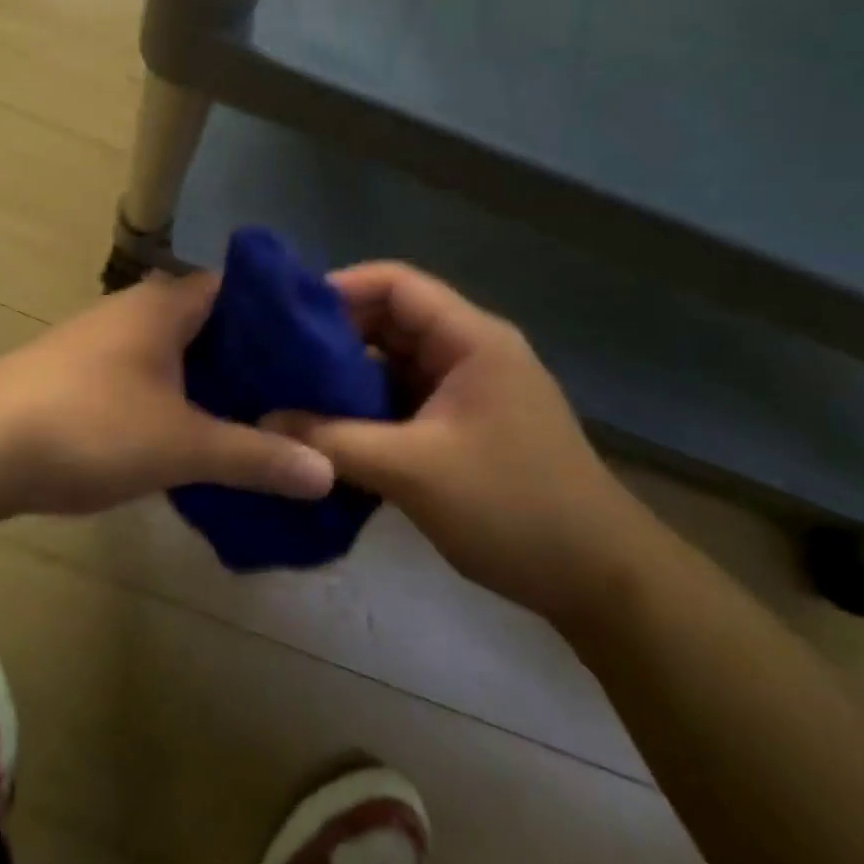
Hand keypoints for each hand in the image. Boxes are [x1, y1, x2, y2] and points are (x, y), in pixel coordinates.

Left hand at [0, 272, 336, 519]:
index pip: (241, 288)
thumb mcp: (183, 445)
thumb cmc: (91, 426)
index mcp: (166, 304)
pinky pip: (147, 377)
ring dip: (212, 382)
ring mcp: (102, 342)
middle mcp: (135, 310)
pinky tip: (193, 435)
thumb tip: (328, 471)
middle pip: (211, 323)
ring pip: (176, 353)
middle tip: (301, 394)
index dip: (283, 315)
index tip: (321, 349)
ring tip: (259, 418)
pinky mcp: (79, 375)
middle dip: (253, 357)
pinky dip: (176, 399)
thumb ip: (256, 456)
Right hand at [266, 262, 651, 621]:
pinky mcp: (464, 427)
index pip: (396, 284)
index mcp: (471, 339)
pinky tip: (327, 432)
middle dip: (334, 337)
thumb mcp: (413, 470)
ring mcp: (469, 390)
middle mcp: (470, 352)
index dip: (339, 288)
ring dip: (347, 378)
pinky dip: (367, 410)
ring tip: (290, 394)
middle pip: (391, 321)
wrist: (599, 579)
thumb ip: (333, 441)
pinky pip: (404, 401)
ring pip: (394, 365)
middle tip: (276, 360)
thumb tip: (263, 421)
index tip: (285, 316)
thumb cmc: (514, 507)